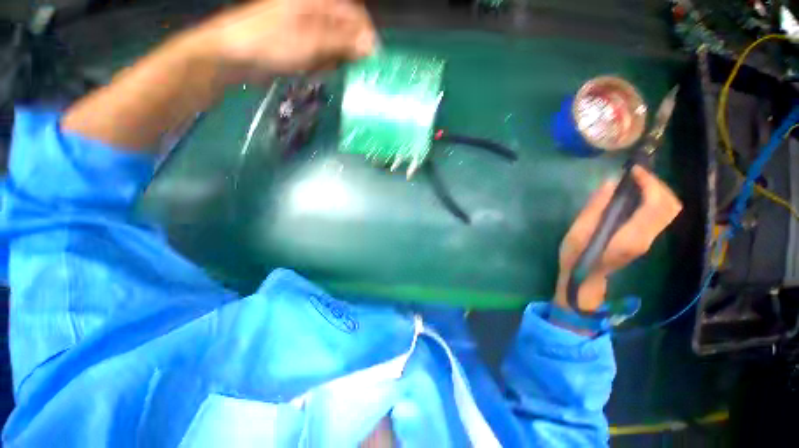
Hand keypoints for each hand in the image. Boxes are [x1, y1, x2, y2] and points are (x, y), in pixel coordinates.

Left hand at [187, 0, 376, 79]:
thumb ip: (343, 41)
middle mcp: (316, 11)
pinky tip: (313, 69)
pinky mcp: (302, 43)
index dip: (365, 37)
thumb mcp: (312, 40)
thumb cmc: (272, 42)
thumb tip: (370, 45)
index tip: (370, 61)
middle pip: (346, 32)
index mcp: (319, 2)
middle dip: (348, 52)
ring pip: (336, 46)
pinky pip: (323, 55)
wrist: (236, 55)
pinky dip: (322, 65)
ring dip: (334, 60)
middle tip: (344, 68)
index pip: (355, 16)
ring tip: (321, 68)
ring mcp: (308, 28)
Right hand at [554, 166, 682, 311]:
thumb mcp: (577, 233)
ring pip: (669, 210)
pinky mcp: (644, 239)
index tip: (633, 171)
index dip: (649, 183)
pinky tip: (633, 195)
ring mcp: (648, 240)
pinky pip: (660, 214)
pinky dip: (653, 199)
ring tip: (634, 182)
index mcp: (630, 237)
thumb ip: (593, 209)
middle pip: (670, 206)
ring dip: (656, 191)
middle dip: (657, 185)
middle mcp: (646, 238)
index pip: (656, 205)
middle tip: (635, 175)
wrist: (584, 280)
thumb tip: (609, 183)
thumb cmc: (576, 257)